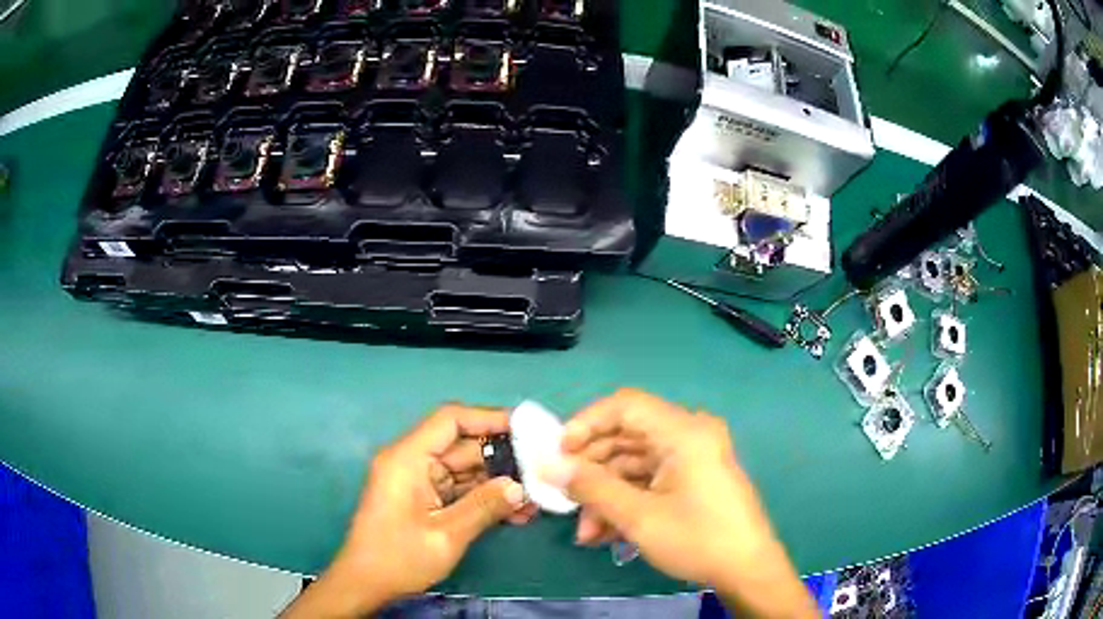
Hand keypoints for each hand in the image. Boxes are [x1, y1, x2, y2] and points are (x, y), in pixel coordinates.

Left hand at [281, 405, 536, 617]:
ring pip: (465, 469)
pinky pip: (459, 489)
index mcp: (407, 458)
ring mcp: (417, 480)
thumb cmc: (398, 558)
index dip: (489, 418)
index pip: (450, 420)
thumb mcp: (446, 536)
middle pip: (462, 446)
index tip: (526, 429)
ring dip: (497, 483)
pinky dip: (483, 498)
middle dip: (502, 459)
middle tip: (541, 472)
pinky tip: (514, 513)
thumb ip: (484, 507)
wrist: (365, 583)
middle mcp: (411, 461)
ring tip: (533, 500)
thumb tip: (520, 486)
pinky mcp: (423, 498)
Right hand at [542, 389, 816, 618]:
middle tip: (564, 496)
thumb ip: (591, 487)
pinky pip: (650, 480)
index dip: (586, 423)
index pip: (625, 406)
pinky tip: (605, 533)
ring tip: (586, 533)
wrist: (747, 570)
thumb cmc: (697, 538)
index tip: (558, 452)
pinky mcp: (693, 480)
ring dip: (605, 495)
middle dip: (591, 471)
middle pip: (627, 437)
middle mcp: (689, 435)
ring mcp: (692, 459)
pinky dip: (626, 502)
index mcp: (684, 431)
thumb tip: (548, 466)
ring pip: (634, 464)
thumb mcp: (639, 516)